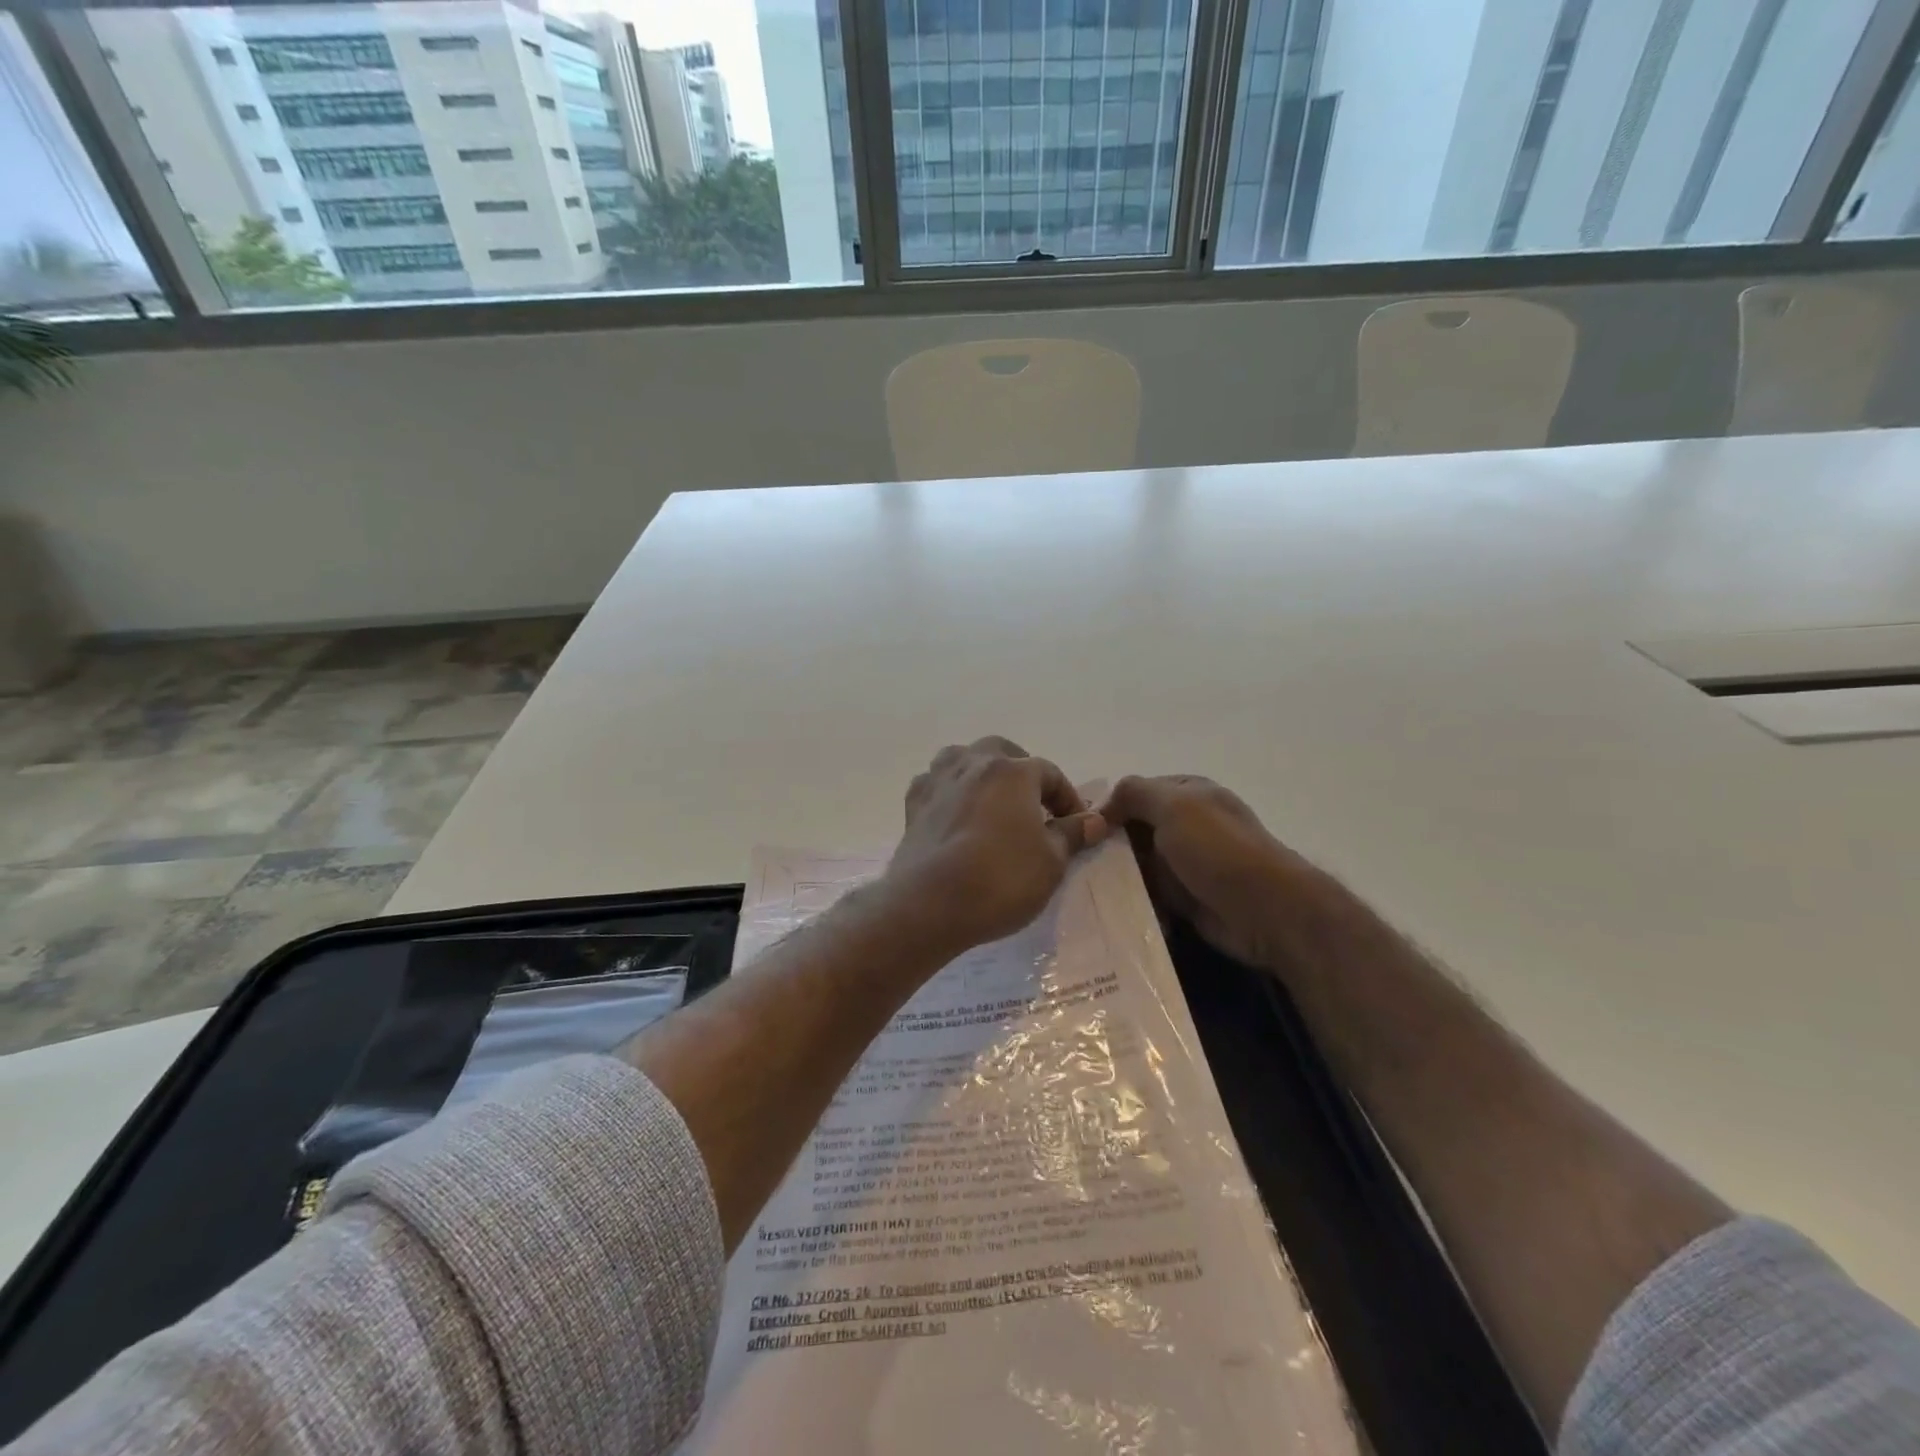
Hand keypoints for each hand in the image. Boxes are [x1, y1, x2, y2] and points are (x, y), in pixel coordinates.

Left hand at [882, 737, 1106, 953]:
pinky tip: (955, 813)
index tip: (1076, 824)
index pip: (1050, 773)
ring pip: (962, 759)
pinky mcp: (913, 804)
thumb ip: (1072, 834)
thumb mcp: (1051, 862)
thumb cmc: (1001, 878)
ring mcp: (939, 781)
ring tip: (991, 800)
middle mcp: (974, 764)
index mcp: (1013, 772)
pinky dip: (950, 792)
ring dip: (980, 772)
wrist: (929, 902)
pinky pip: (936, 784)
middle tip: (1032, 803)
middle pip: (1002, 751)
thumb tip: (1094, 820)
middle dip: (1021, 771)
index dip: (1067, 797)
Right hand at [1099, 775, 1319, 969]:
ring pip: (1138, 866)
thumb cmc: (1218, 850)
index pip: (1137, 793)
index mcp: (1188, 793)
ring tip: (1084, 890)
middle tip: (1076, 864)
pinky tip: (1108, 910)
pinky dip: (1133, 902)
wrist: (1266, 911)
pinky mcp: (1186, 899)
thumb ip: (1136, 793)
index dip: (1109, 808)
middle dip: (1107, 846)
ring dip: (1117, 877)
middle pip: (1134, 831)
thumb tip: (1103, 806)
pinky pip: (1149, 896)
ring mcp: (1187, 864)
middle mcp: (1187, 825)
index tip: (1081, 831)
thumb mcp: (1174, 805)